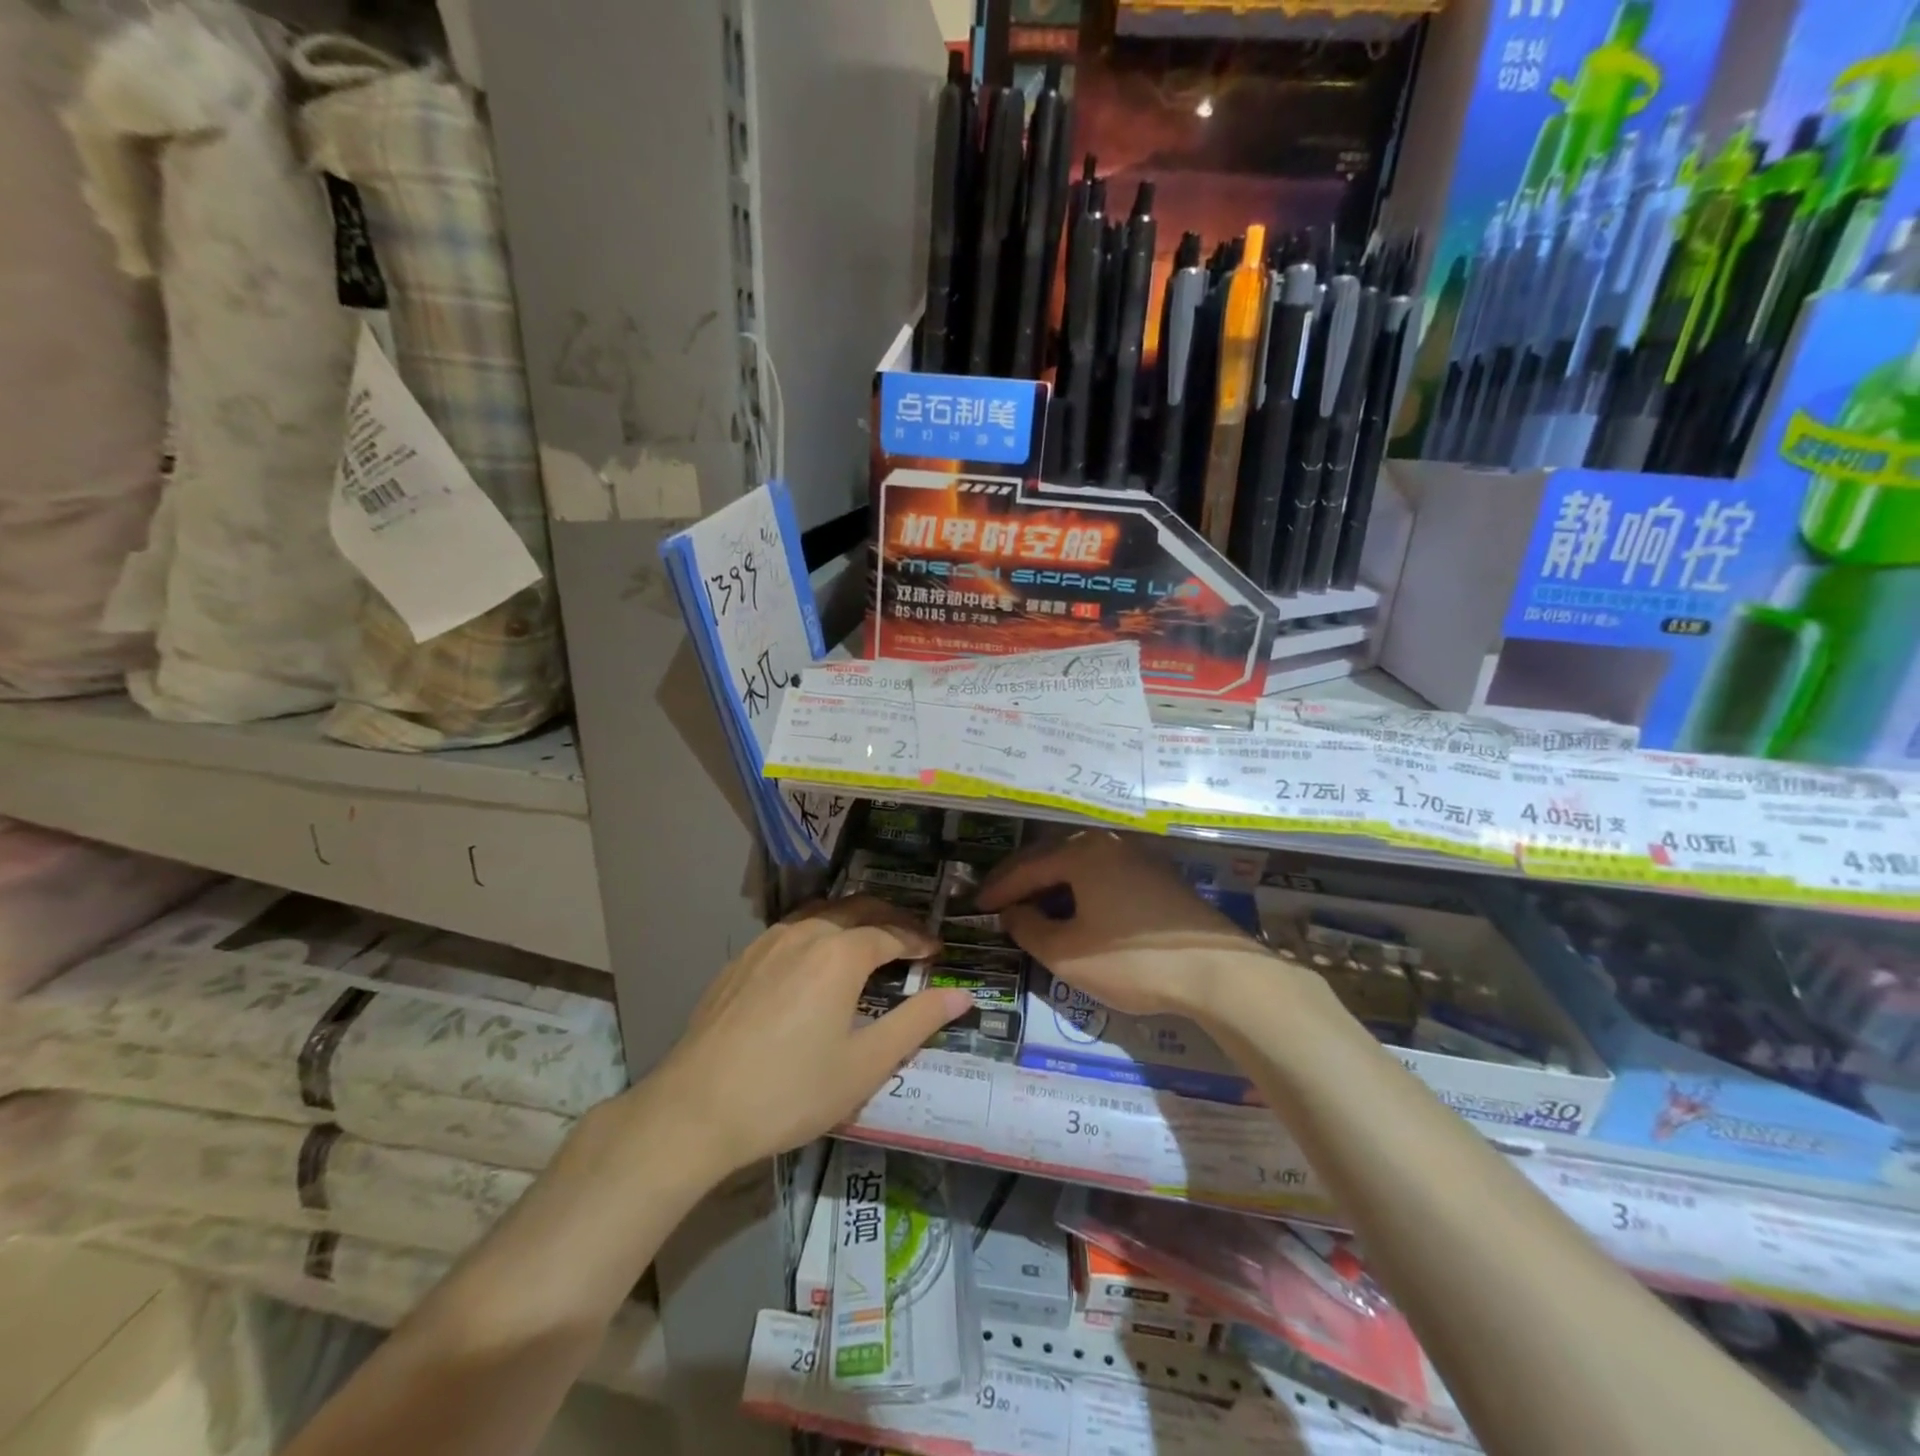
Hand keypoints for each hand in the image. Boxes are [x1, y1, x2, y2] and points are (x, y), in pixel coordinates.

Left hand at [643, 897, 970, 1178]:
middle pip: (857, 909)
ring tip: (869, 941)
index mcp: (840, 953)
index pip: (891, 933)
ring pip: (821, 913)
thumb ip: (917, 1022)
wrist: (695, 1110)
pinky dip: (818, 932)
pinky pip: (790, 929)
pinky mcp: (740, 960)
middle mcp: (805, 933)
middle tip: (911, 939)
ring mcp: (767, 943)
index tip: (937, 951)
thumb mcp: (866, 1064)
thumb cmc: (791, 1090)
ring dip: (852, 919)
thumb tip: (963, 995)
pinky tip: (815, 960)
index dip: (918, 940)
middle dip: (890, 918)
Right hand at [977, 830, 1265, 1018]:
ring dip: (1051, 883)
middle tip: (996, 899)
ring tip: (1030, 904)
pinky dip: (1079, 888)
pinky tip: (1074, 908)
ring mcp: (1137, 856)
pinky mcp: (1157, 876)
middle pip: (1052, 856)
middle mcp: (1108, 843)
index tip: (976, 906)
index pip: (1027, 867)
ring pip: (1080, 864)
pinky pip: (1103, 874)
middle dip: (1022, 879)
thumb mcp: (1068, 954)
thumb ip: (1030, 930)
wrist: (1218, 972)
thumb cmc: (1133, 961)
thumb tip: (1013, 913)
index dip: (999, 888)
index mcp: (1082, 853)